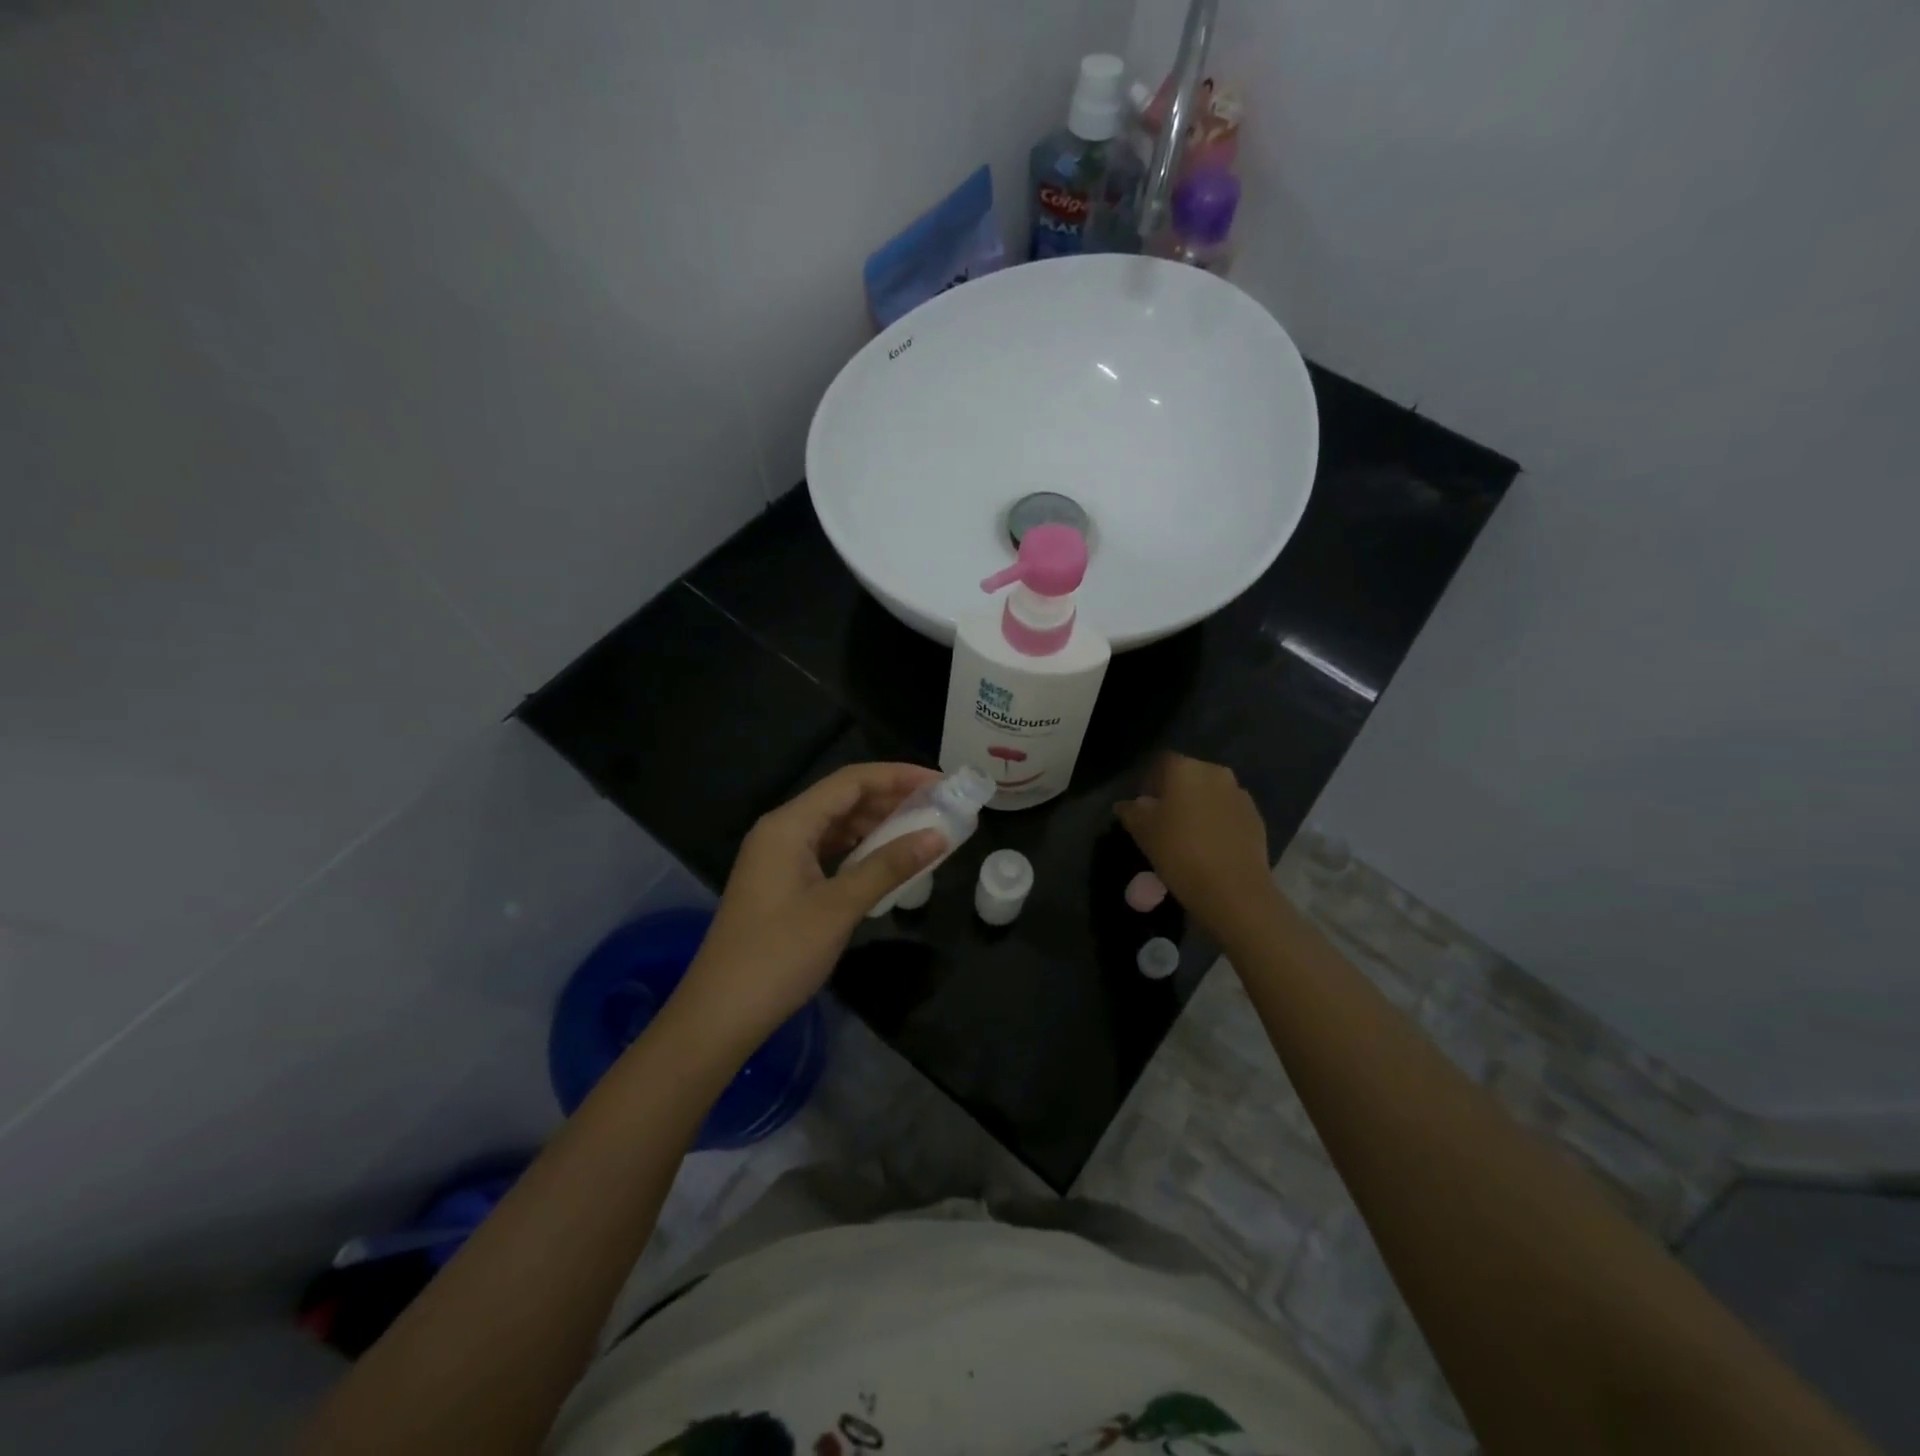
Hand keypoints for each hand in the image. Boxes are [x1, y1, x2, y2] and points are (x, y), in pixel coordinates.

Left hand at [671, 763, 945, 1050]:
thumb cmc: (778, 955)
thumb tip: (938, 835)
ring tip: (921, 828)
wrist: (720, 1014)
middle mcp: (781, 830)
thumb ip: (888, 866)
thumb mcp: (839, 907)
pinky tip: (885, 858)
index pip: (850, 781)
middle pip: (842, 798)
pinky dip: (858, 849)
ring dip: (875, 824)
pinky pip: (826, 850)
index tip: (940, 782)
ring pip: (834, 825)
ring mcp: (778, 857)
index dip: (897, 776)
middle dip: (890, 798)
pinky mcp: (781, 882)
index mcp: (789, 824)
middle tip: (938, 806)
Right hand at [1116, 753, 1276, 936]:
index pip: (1162, 762)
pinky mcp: (1256, 817)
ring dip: (1199, 806)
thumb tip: (1127, 804)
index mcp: (1185, 769)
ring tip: (1189, 835)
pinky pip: (1229, 812)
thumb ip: (1131, 811)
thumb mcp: (1143, 832)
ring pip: (1211, 793)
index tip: (1143, 804)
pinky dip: (1218, 822)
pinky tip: (1210, 846)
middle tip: (1164, 820)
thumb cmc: (1179, 852)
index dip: (1150, 780)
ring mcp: (1240, 794)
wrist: (1232, 889)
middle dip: (1176, 792)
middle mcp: (1215, 772)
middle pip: (1189, 775)